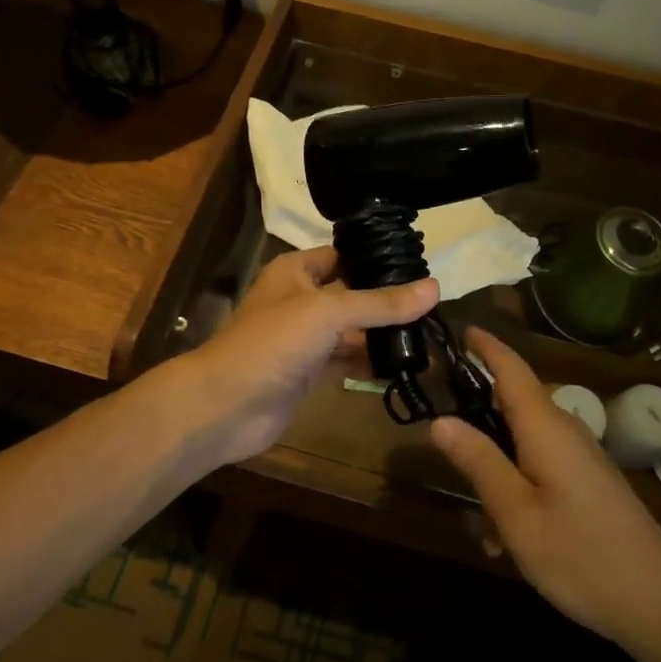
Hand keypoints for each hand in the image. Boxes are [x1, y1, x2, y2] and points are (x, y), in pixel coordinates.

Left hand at [174, 247, 437, 464]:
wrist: (225, 406)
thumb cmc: (272, 343)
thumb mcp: (329, 312)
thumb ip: (380, 303)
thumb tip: (435, 288)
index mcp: (297, 270)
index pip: (345, 255)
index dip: (379, 260)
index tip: (423, 268)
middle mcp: (301, 299)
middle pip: (353, 294)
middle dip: (388, 302)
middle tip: (435, 308)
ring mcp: (304, 338)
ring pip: (352, 330)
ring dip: (383, 335)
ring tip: (429, 339)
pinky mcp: (308, 372)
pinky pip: (346, 360)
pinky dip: (370, 362)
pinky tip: (404, 366)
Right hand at [429, 328, 660, 661]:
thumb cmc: (582, 556)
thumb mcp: (517, 514)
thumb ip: (479, 463)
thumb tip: (439, 420)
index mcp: (546, 427)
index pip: (512, 369)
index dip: (487, 347)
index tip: (462, 327)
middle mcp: (565, 431)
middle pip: (514, 403)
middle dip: (479, 415)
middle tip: (442, 437)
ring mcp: (582, 457)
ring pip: (524, 442)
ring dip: (496, 469)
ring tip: (479, 524)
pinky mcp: (590, 483)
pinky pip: (542, 467)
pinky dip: (517, 489)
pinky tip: (508, 540)